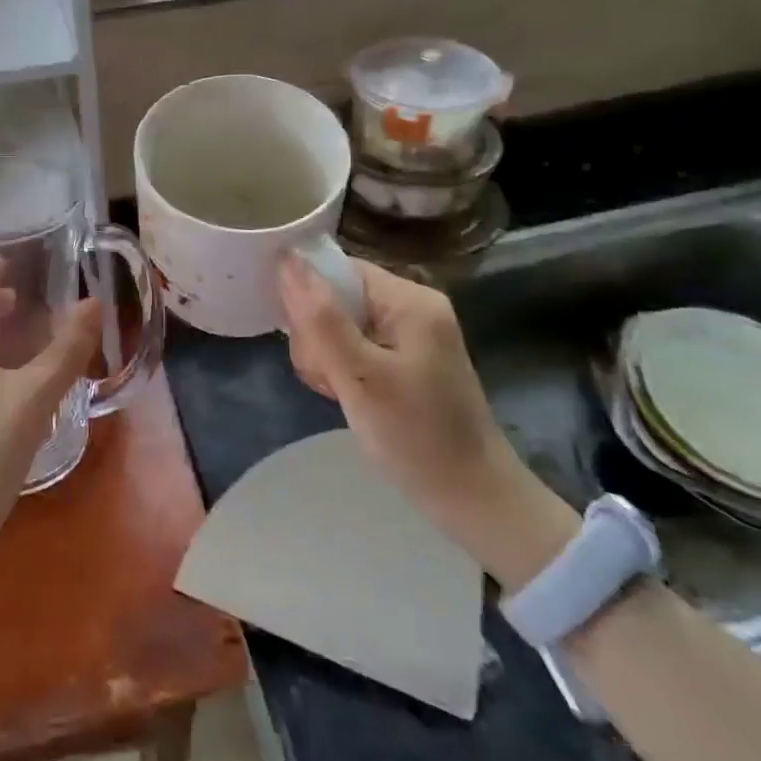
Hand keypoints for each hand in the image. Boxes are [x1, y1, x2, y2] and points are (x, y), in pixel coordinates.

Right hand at [277, 254, 577, 587]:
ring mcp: (409, 333)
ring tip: (338, 392)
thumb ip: (320, 318)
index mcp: (409, 299)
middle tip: (328, 378)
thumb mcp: (360, 377)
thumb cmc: (417, 438)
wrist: (474, 502)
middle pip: (336, 296)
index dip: (308, 298)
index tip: (305, 343)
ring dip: (324, 356)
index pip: (337, 270)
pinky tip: (344, 395)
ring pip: (338, 323)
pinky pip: (353, 344)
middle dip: (317, 335)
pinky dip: (340, 368)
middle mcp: (411, 305)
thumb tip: (286, 258)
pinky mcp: (404, 359)